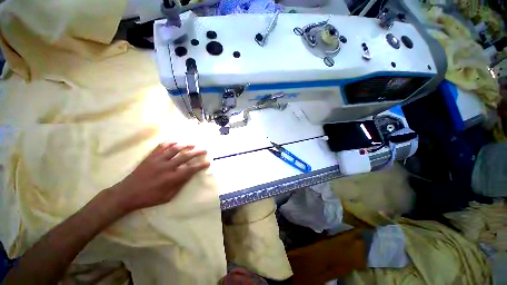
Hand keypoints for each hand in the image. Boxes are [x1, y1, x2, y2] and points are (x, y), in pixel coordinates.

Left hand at [111, 142, 209, 212]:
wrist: (127, 194)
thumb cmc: (149, 198)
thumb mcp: (167, 196)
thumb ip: (180, 185)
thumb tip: (189, 175)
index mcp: (171, 178)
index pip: (190, 169)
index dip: (200, 165)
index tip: (208, 162)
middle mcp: (166, 167)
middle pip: (185, 156)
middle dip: (197, 152)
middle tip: (204, 149)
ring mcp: (157, 160)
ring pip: (174, 149)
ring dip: (185, 145)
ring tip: (193, 144)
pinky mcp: (150, 157)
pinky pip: (161, 147)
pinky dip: (170, 143)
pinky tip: (176, 141)